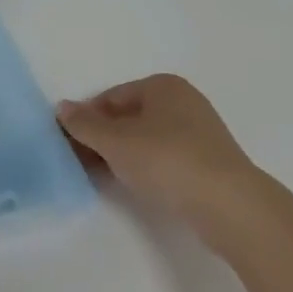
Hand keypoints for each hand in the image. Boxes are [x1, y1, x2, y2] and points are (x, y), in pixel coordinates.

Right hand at [56, 74, 262, 229]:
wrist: (230, 206)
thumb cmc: (167, 160)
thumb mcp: (115, 141)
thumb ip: (84, 124)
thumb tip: (62, 108)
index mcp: (162, 85)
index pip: (110, 97)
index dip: (86, 118)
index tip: (69, 143)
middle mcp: (183, 101)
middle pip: (129, 117)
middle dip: (103, 137)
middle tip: (80, 160)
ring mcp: (199, 133)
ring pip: (146, 139)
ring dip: (122, 154)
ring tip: (102, 176)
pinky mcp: (208, 163)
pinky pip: (165, 158)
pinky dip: (145, 167)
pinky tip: (134, 185)